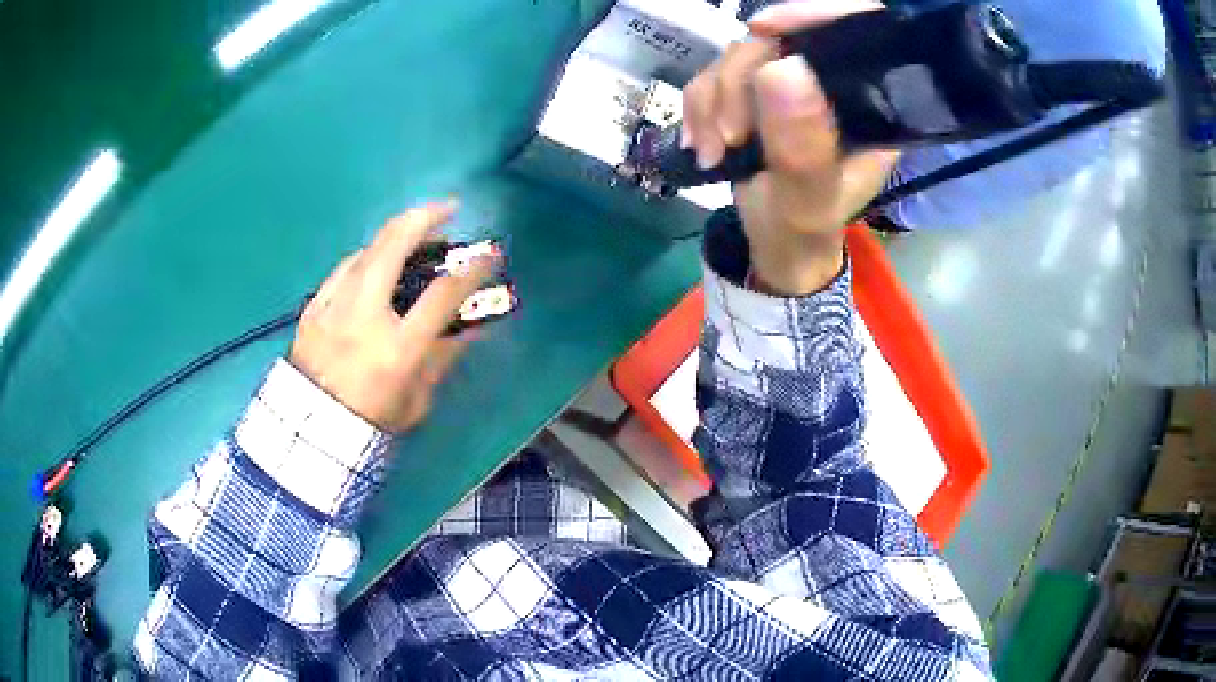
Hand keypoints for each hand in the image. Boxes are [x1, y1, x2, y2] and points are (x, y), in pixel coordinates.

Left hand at [289, 201, 497, 432]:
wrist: (311, 429)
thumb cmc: (371, 419)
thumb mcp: (417, 399)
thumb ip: (442, 358)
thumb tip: (470, 326)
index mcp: (397, 347)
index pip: (442, 294)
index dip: (472, 269)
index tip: (490, 254)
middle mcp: (365, 315)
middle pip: (394, 245)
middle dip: (425, 217)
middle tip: (447, 209)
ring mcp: (335, 305)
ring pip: (368, 249)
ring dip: (396, 233)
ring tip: (415, 234)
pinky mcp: (315, 305)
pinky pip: (345, 267)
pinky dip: (368, 257)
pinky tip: (377, 261)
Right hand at [682, 0, 898, 294]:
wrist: (775, 248)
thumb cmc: (805, 232)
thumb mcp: (808, 202)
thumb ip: (801, 147)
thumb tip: (782, 68)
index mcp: (870, 105)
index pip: (856, 29)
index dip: (814, 13)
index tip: (764, 30)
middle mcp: (832, 85)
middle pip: (781, 39)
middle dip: (741, 81)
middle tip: (732, 136)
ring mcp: (790, 86)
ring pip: (739, 55)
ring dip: (714, 101)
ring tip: (717, 152)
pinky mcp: (754, 93)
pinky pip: (712, 75)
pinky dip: (698, 107)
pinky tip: (704, 145)